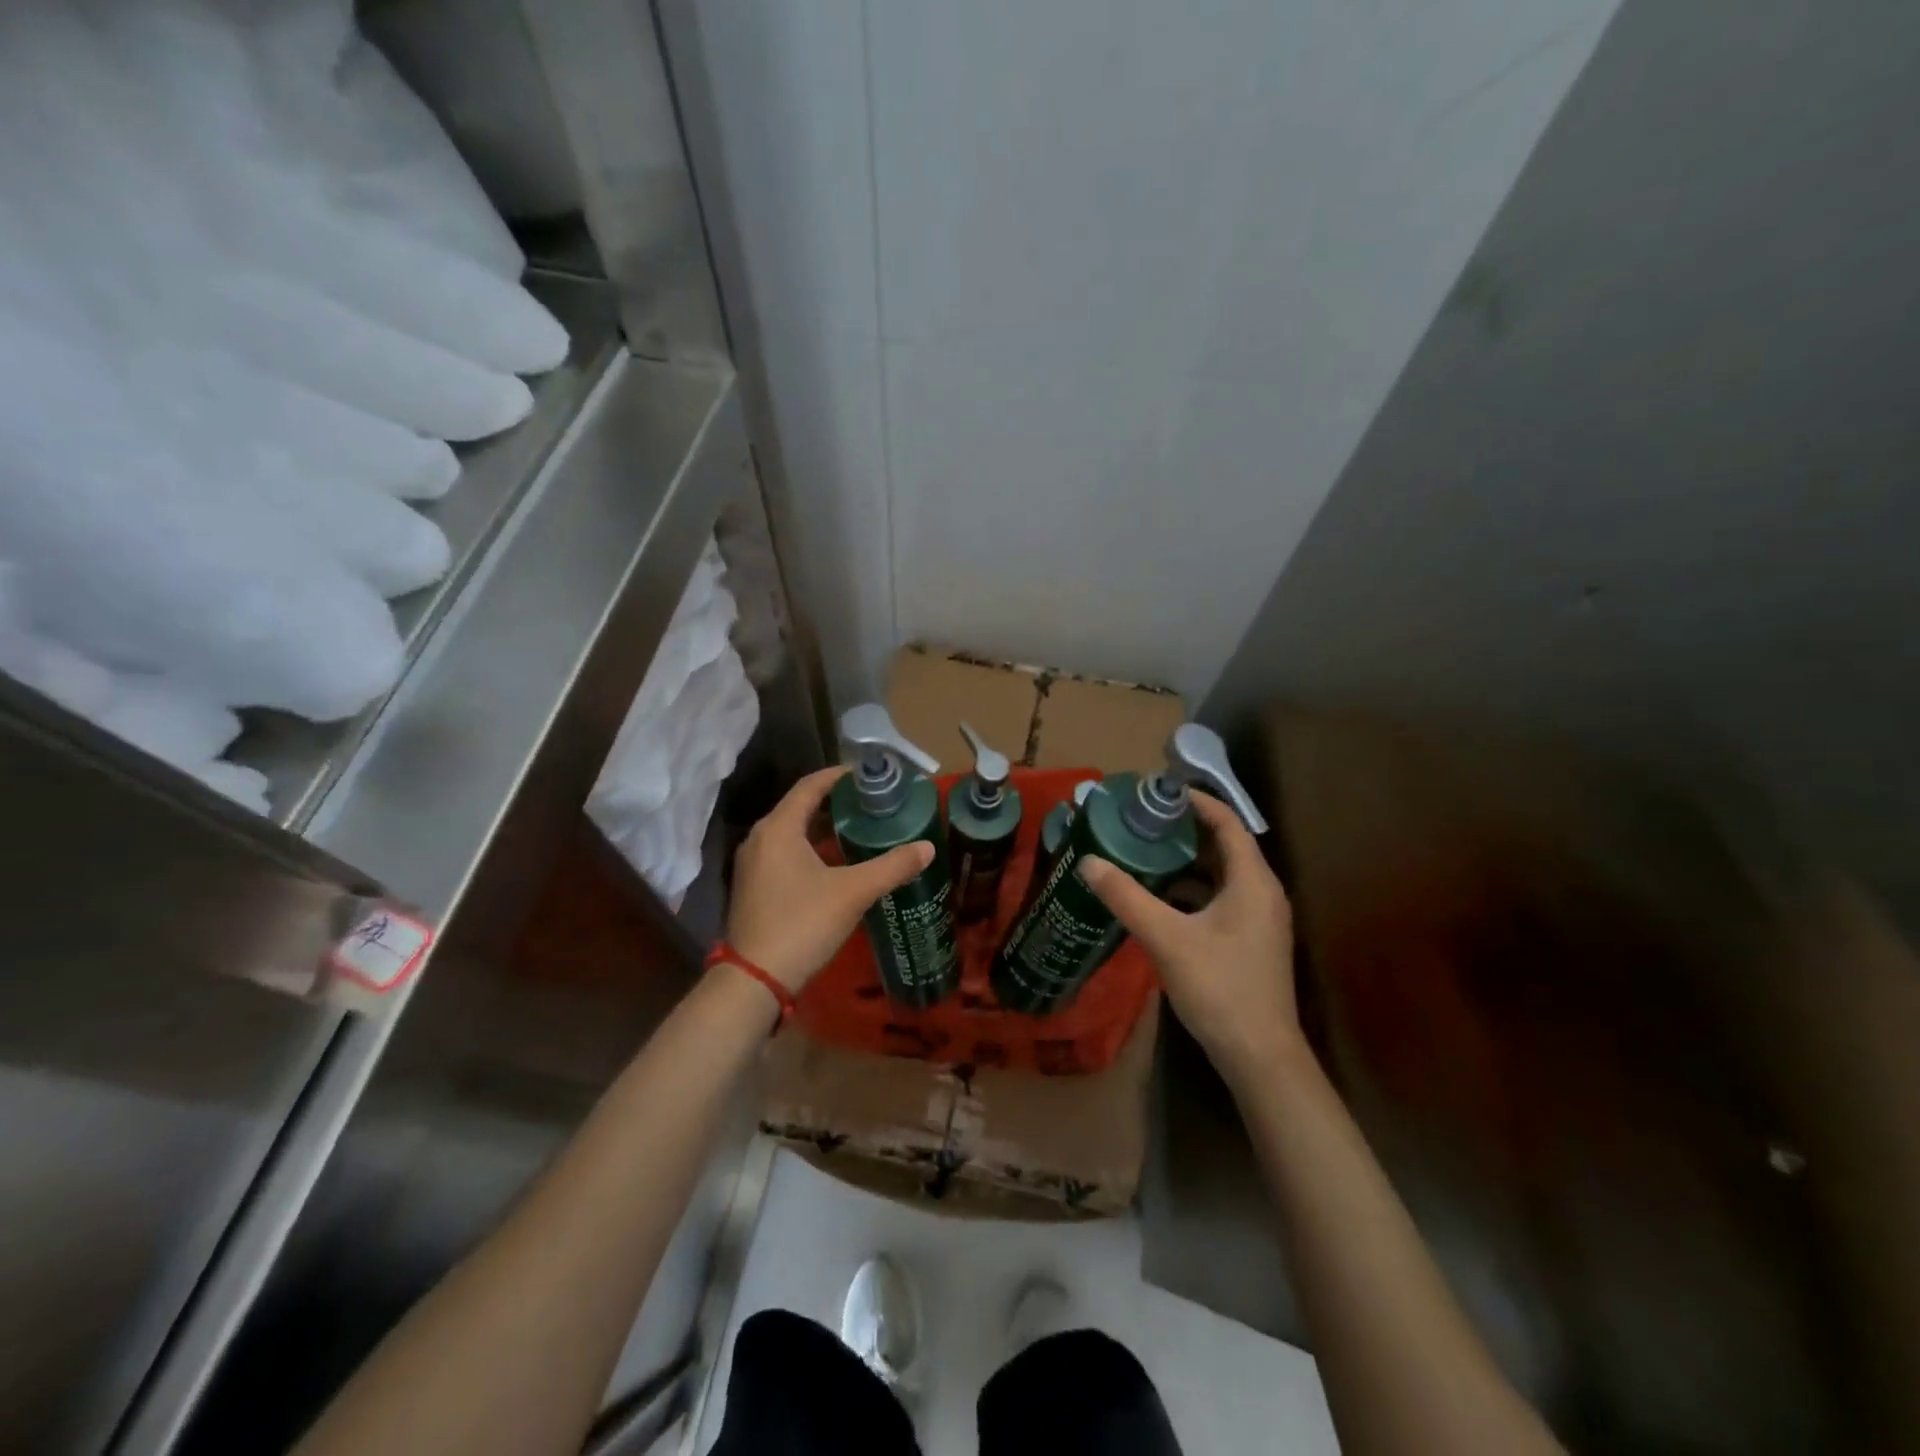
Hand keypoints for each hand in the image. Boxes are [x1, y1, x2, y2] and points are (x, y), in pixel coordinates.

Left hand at [725, 766, 934, 991]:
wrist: (756, 979)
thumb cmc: (803, 923)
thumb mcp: (853, 892)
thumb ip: (892, 866)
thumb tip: (927, 848)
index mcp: (779, 828)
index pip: (810, 786)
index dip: (839, 776)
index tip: (867, 775)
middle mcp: (760, 838)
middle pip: (800, 807)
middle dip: (835, 802)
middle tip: (870, 802)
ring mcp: (753, 864)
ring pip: (792, 832)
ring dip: (823, 827)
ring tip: (859, 828)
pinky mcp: (753, 886)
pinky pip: (785, 853)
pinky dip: (810, 848)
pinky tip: (836, 863)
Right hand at [1080, 792, 1298, 1088]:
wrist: (1260, 1056)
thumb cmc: (1220, 988)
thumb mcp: (1167, 938)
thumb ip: (1127, 897)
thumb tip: (1088, 862)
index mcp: (1252, 881)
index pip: (1227, 823)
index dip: (1197, 802)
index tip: (1160, 792)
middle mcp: (1262, 893)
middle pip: (1224, 846)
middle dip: (1185, 830)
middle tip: (1143, 820)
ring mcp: (1259, 919)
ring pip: (1221, 875)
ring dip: (1186, 862)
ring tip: (1144, 851)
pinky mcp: (1249, 941)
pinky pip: (1219, 899)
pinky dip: (1191, 890)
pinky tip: (1158, 898)